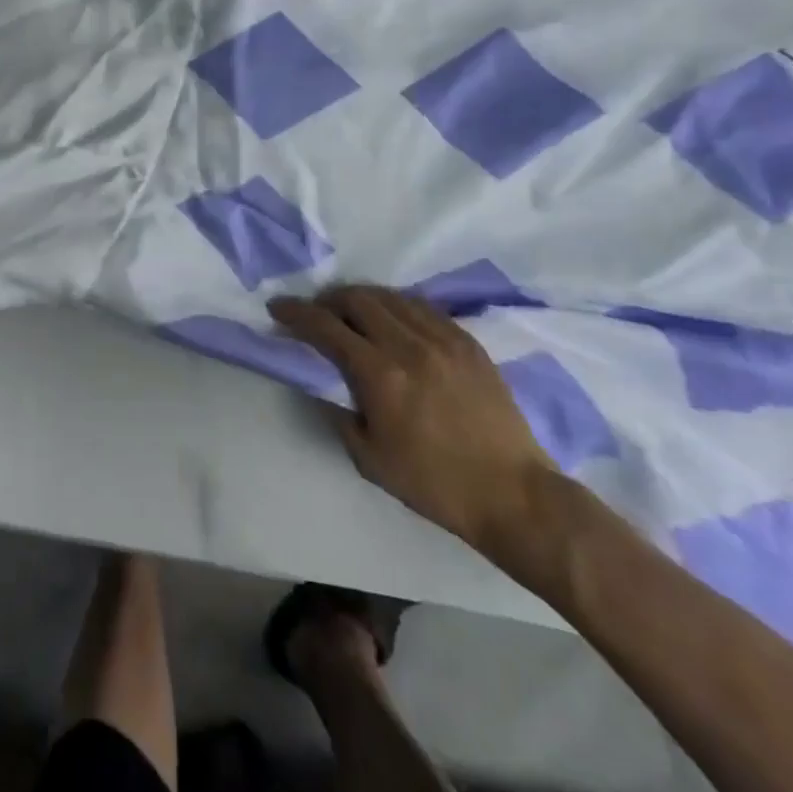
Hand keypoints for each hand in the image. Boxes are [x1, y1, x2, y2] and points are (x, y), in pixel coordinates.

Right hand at [270, 286, 556, 556]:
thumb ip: (338, 412)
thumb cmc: (435, 484)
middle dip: (328, 299)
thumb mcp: (369, 459)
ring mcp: (443, 339)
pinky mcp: (468, 341)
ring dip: (361, 298)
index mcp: (381, 376)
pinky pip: (423, 306)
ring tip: (351, 311)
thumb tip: (321, 380)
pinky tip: (393, 317)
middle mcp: (409, 346)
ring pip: (390, 296)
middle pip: (357, 299)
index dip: (296, 313)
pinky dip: (397, 304)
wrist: (514, 495)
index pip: (326, 327)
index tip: (278, 307)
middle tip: (317, 312)